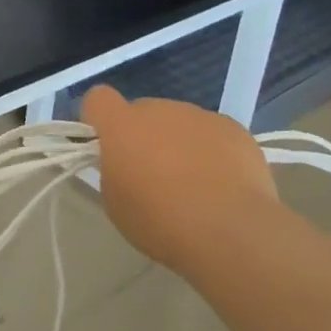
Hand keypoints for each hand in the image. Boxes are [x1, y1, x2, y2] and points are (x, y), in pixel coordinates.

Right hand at [82, 86, 277, 282]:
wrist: (229, 230)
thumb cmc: (160, 221)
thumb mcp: (116, 203)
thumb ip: (114, 170)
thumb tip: (127, 162)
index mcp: (122, 126)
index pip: (97, 99)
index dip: (99, 118)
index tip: (106, 145)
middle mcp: (159, 110)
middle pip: (142, 112)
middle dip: (142, 135)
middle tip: (154, 174)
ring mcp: (199, 116)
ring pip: (178, 122)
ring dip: (178, 142)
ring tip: (195, 183)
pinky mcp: (233, 128)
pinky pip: (211, 133)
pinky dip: (211, 150)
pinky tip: (222, 183)